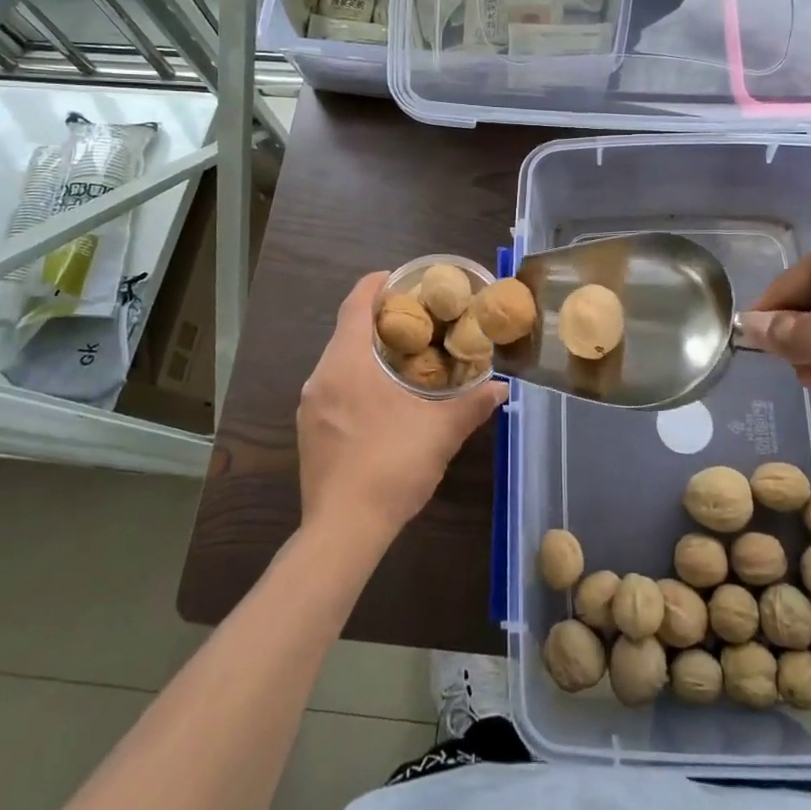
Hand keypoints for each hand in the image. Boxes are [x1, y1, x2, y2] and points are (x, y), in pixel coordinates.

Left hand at [297, 273, 507, 541]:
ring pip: (339, 361)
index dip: (376, 284)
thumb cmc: (392, 467)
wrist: (344, 530)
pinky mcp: (309, 430)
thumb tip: (501, 387)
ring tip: (406, 358)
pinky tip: (383, 399)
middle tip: (418, 320)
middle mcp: (321, 376)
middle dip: (380, 320)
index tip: (401, 279)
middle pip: (347, 330)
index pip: (355, 304)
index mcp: (347, 363)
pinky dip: (357, 378)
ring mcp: (310, 405)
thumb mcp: (441, 432)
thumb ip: (473, 404)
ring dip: (368, 352)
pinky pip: (333, 387)